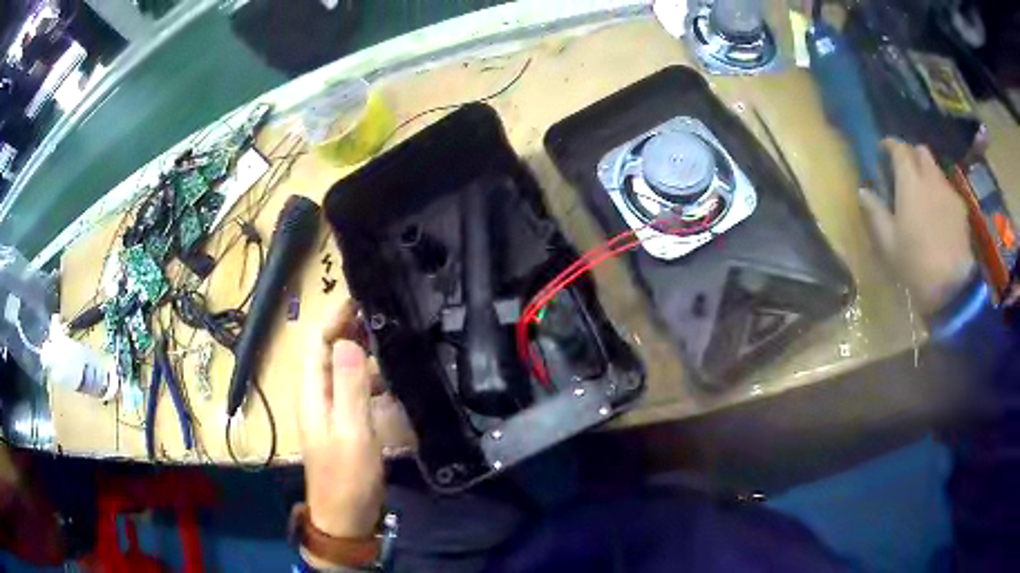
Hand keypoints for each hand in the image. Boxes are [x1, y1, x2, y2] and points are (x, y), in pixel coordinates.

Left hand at [299, 300, 414, 539]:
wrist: (344, 517)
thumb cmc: (347, 476)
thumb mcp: (352, 430)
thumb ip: (350, 385)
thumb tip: (349, 341)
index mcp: (312, 393)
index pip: (316, 342)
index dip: (335, 317)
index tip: (362, 299)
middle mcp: (317, 396)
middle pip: (327, 352)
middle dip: (349, 329)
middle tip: (383, 315)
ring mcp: (330, 412)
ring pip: (342, 370)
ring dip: (361, 353)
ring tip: (391, 342)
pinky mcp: (344, 425)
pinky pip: (353, 390)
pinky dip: (369, 378)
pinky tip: (391, 380)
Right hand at [858, 139, 974, 313]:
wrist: (951, 287)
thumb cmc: (915, 264)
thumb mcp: (888, 243)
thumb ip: (875, 212)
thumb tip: (864, 191)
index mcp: (910, 182)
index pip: (899, 148)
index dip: (889, 145)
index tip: (882, 151)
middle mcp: (931, 178)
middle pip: (921, 151)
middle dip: (911, 155)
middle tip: (905, 172)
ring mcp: (949, 192)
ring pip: (936, 170)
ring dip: (927, 174)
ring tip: (923, 196)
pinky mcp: (961, 209)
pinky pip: (948, 190)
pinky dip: (940, 193)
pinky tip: (938, 214)